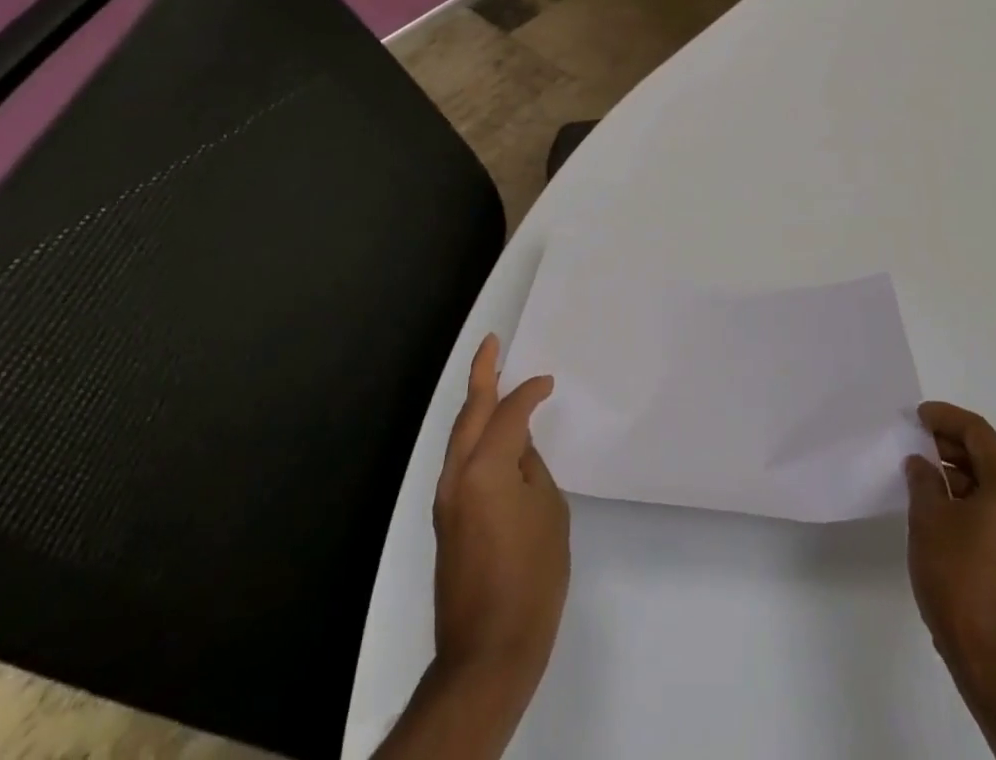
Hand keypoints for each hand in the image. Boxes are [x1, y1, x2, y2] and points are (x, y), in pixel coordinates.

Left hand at [432, 334, 570, 694]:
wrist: (487, 652)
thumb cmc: (531, 579)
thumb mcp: (548, 513)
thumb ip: (532, 470)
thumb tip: (519, 452)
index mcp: (486, 468)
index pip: (509, 413)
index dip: (529, 392)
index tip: (547, 382)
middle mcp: (457, 475)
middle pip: (470, 413)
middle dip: (481, 375)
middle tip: (492, 344)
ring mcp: (446, 499)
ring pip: (460, 436)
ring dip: (476, 405)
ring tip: (492, 379)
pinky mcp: (446, 519)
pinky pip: (460, 460)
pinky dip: (475, 437)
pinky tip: (493, 436)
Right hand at [905, 401, 995, 742]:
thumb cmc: (962, 581)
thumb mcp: (929, 520)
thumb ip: (923, 481)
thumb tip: (922, 464)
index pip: (978, 432)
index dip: (944, 417)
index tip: (916, 416)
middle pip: (990, 456)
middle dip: (950, 445)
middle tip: (914, 442)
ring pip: (995, 485)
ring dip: (960, 474)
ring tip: (922, 475)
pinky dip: (973, 500)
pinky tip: (943, 510)